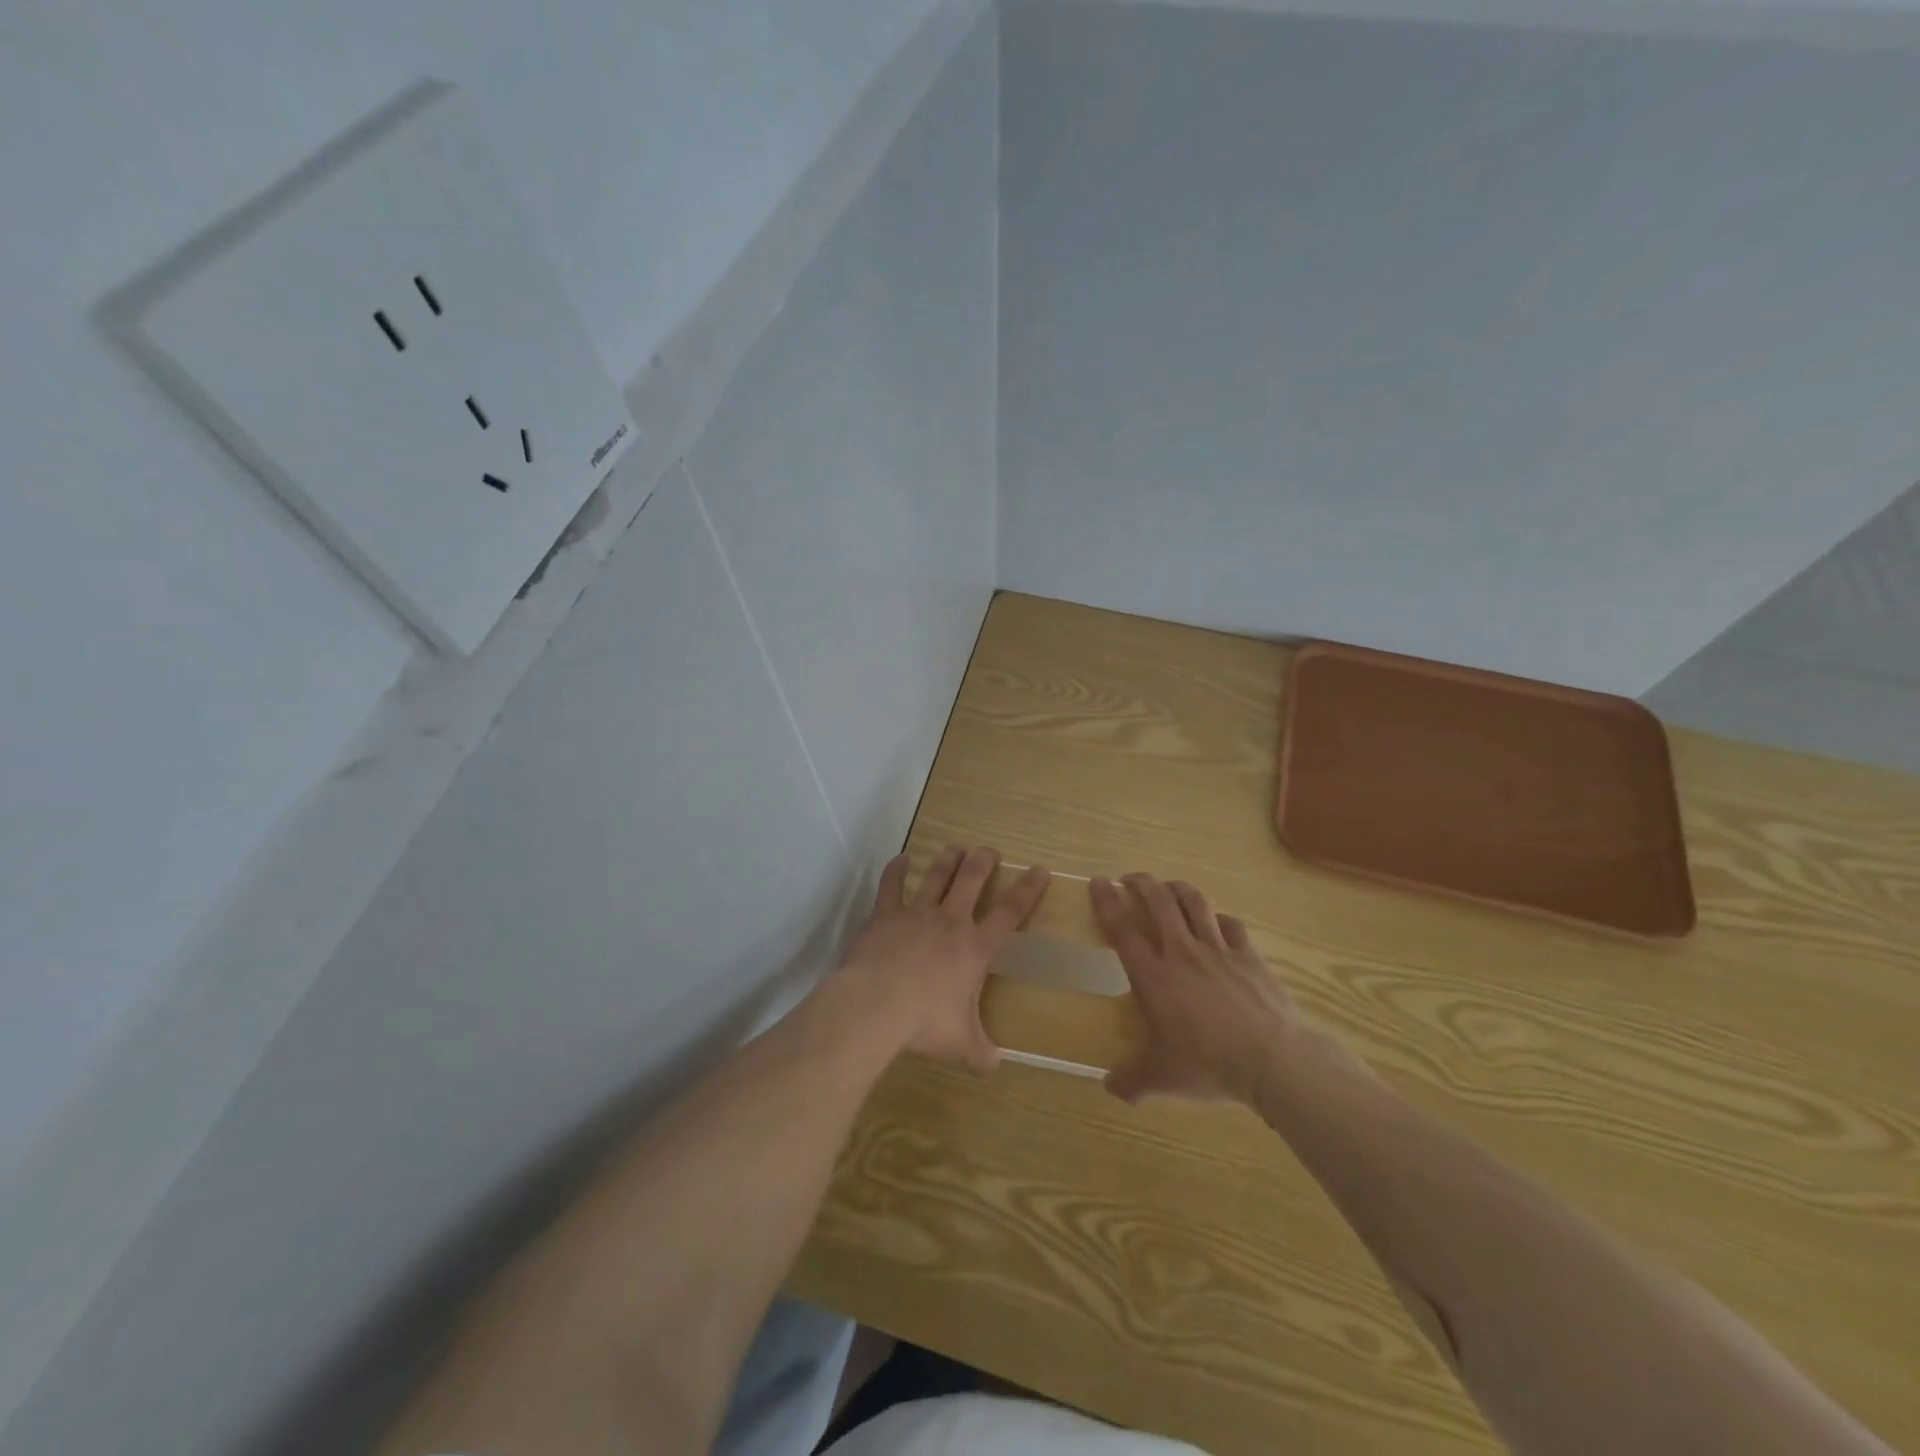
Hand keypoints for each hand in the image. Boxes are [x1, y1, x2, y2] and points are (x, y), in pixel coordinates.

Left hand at [834, 846, 1050, 1073]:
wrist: (875, 1006)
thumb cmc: (924, 1023)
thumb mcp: (961, 1044)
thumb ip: (981, 1053)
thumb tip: (995, 1067)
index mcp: (975, 948)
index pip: (1010, 912)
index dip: (1028, 889)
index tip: (1039, 870)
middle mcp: (950, 921)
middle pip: (972, 880)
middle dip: (984, 861)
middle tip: (989, 851)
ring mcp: (916, 914)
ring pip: (936, 875)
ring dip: (947, 860)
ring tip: (955, 848)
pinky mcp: (885, 915)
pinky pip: (892, 885)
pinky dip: (897, 869)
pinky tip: (901, 859)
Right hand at [1091, 873, 1302, 1106]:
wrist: (1273, 1060)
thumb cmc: (1209, 1065)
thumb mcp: (1163, 1079)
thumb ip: (1132, 1080)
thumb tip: (1109, 1087)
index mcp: (1154, 976)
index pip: (1123, 929)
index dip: (1107, 902)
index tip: (1098, 882)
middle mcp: (1182, 952)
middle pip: (1158, 902)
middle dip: (1141, 883)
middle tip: (1130, 878)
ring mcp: (1218, 950)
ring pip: (1195, 903)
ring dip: (1178, 888)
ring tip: (1169, 887)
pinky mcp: (1249, 955)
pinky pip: (1231, 925)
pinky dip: (1219, 918)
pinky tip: (1217, 922)